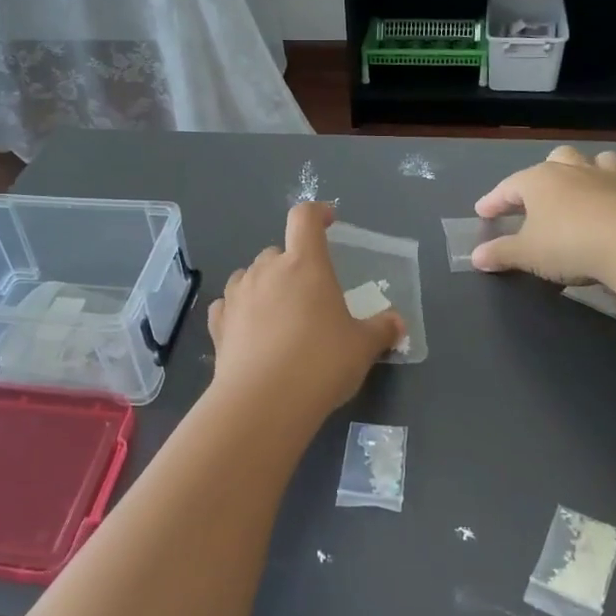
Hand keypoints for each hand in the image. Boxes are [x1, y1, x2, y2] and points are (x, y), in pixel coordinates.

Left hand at [206, 203, 406, 422]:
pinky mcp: (218, 325)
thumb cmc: (321, 363)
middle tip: (309, 292)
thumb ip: (381, 330)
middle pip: (276, 251)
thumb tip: (397, 323)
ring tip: (278, 312)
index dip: (317, 213)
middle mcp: (266, 271)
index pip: (305, 218)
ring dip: (263, 285)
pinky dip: (238, 311)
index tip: (328, 221)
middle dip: (292, 264)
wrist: (264, 402)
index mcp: (304, 264)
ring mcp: (237, 296)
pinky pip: (228, 306)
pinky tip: (248, 330)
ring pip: (249, 276)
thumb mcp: (362, 348)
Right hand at [472, 145, 615, 284]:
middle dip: (543, 175)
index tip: (483, 212)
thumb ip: (501, 253)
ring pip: (595, 161)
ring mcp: (606, 178)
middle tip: (535, 196)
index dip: (493, 201)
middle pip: (555, 160)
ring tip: (581, 187)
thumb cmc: (567, 243)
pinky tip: (613, 206)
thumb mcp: (526, 254)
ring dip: (586, 170)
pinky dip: (615, 192)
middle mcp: (572, 171)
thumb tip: (477, 257)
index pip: (508, 187)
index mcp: (538, 181)